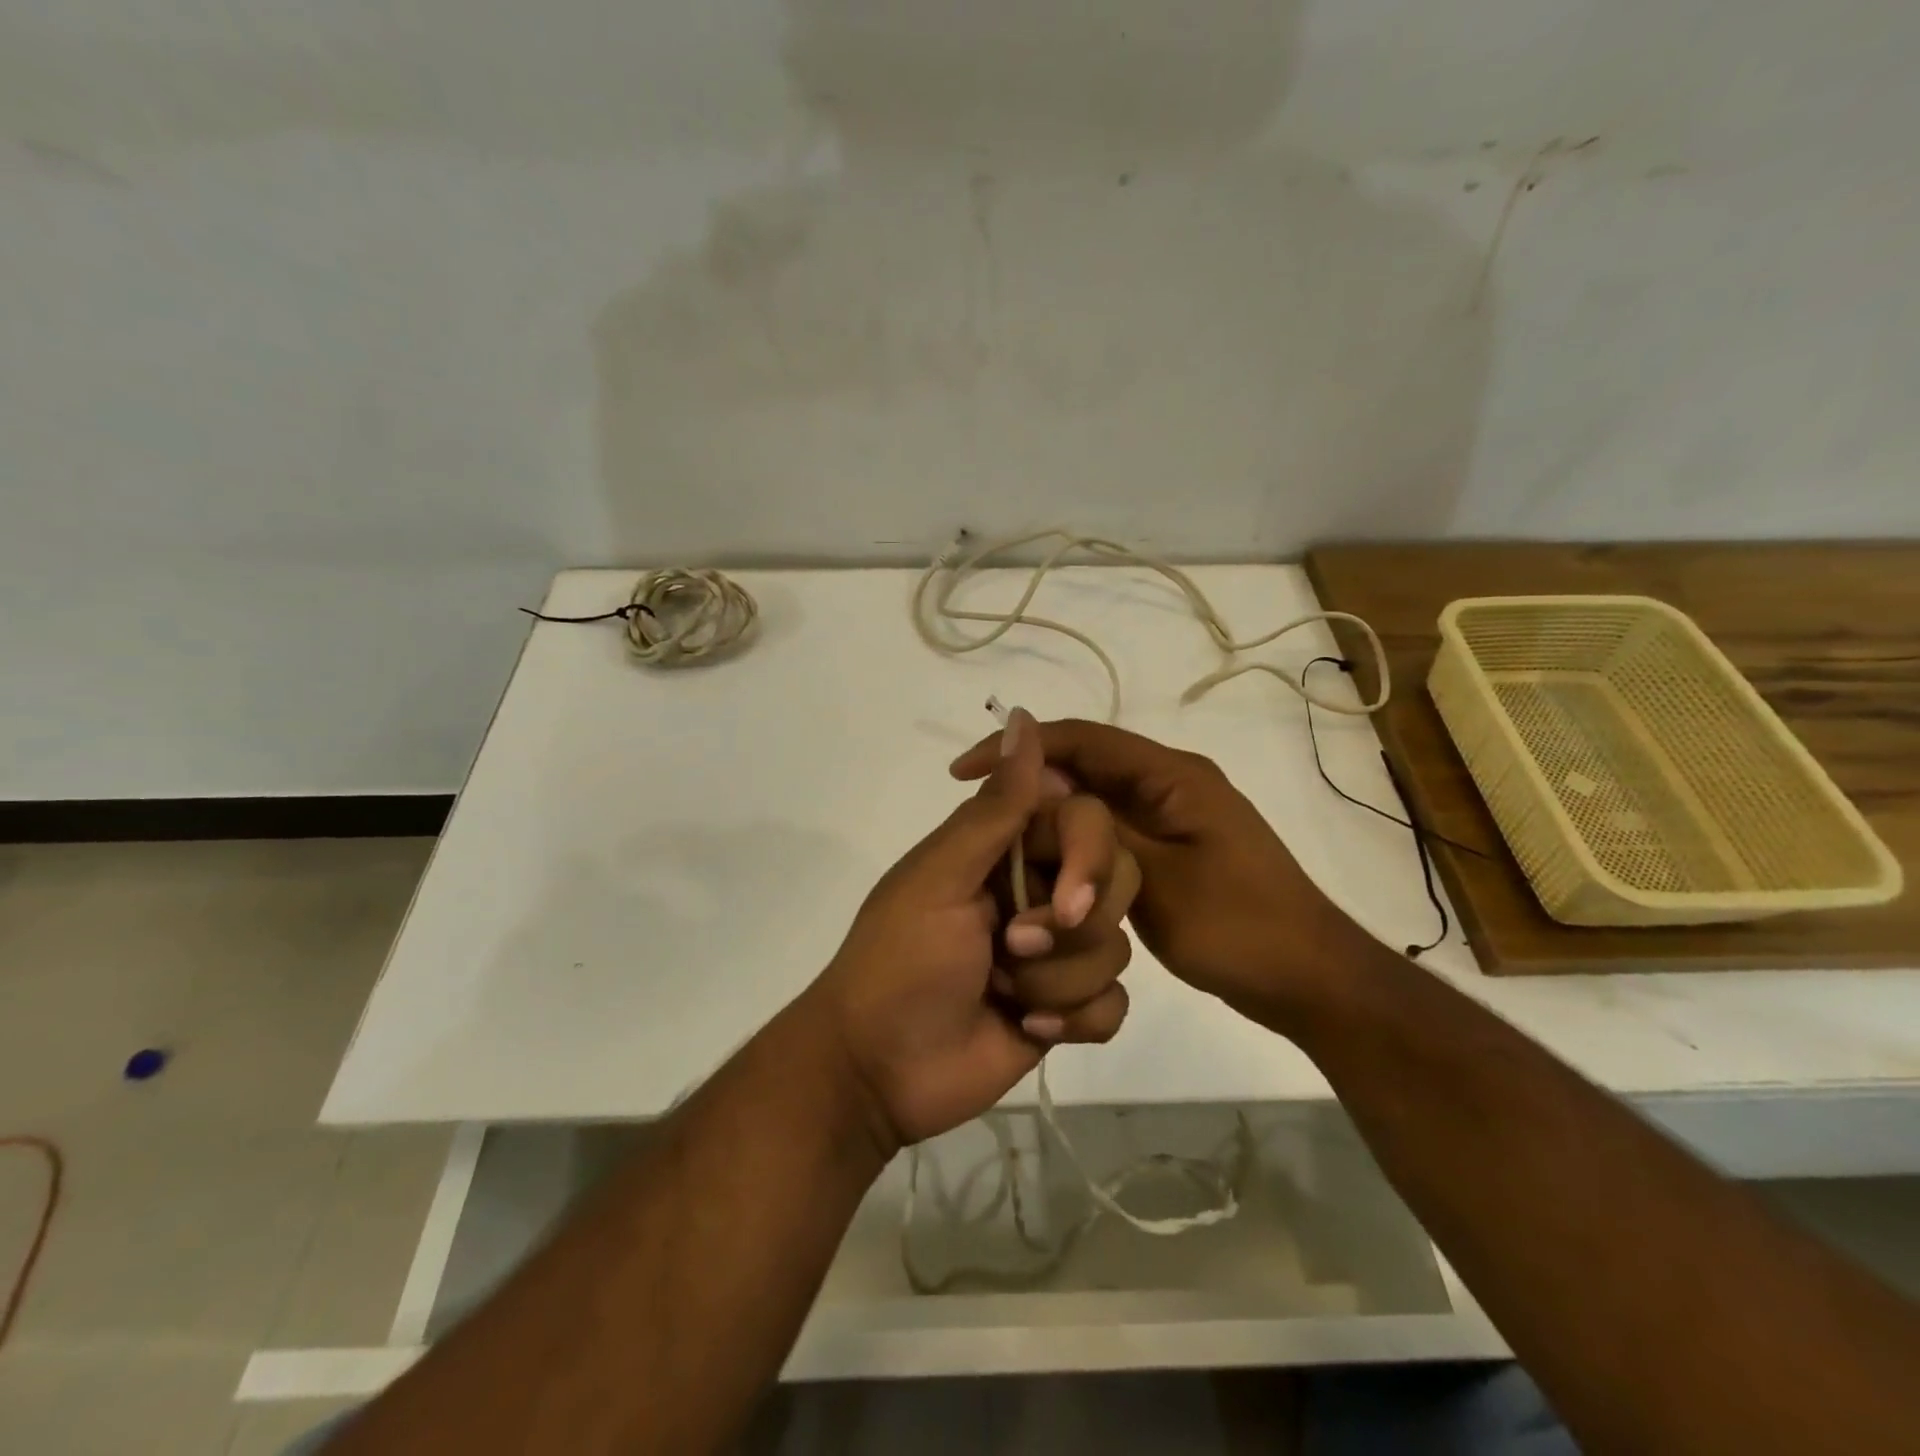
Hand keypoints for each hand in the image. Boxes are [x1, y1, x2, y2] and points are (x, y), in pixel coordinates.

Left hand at [809, 709, 1140, 1151]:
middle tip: (1012, 949)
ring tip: (1006, 994)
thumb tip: (1024, 717)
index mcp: (1007, 848)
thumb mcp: (942, 877)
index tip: (1062, 900)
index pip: (1087, 821)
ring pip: (1116, 948)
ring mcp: (1057, 950)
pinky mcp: (1068, 1008)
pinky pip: (1114, 1004)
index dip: (1089, 858)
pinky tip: (1026, 1029)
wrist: (880, 1069)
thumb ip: (996, 807)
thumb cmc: (901, 961)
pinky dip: (1076, 1020)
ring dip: (1057, 981)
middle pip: (1116, 883)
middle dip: (1072, 929)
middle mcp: (1039, 889)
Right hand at [951, 719, 1373, 1024]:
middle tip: (977, 812)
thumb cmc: (1239, 927)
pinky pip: (1108, 833)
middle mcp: (1169, 784)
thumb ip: (1095, 833)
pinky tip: (1045, 865)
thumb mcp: (1157, 881)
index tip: (966, 770)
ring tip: (1001, 839)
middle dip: (1030, 782)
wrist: (1308, 979)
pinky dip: (1073, 842)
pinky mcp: (1168, 850)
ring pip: (1093, 801)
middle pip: (1085, 766)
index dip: (1021, 745)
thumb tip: (1037, 786)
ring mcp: (1170, 817)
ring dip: (1049, 814)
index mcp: (1172, 776)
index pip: (1083, 739)